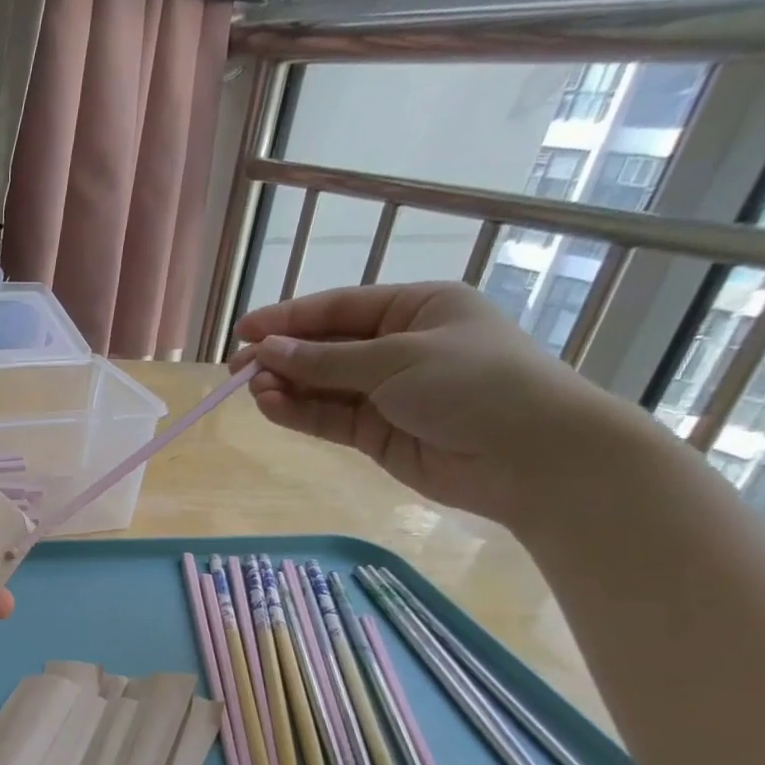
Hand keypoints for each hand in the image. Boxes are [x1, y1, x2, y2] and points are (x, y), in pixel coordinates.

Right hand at [231, 282, 616, 523]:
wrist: (530, 456)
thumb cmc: (474, 383)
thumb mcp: (396, 359)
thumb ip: (325, 359)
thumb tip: (266, 351)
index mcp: (416, 309)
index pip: (340, 308)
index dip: (289, 319)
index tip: (244, 330)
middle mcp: (398, 347)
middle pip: (326, 347)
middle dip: (281, 356)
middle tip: (235, 369)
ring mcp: (387, 393)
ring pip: (322, 386)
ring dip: (286, 386)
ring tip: (251, 390)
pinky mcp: (377, 433)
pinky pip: (328, 417)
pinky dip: (299, 412)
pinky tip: (270, 407)